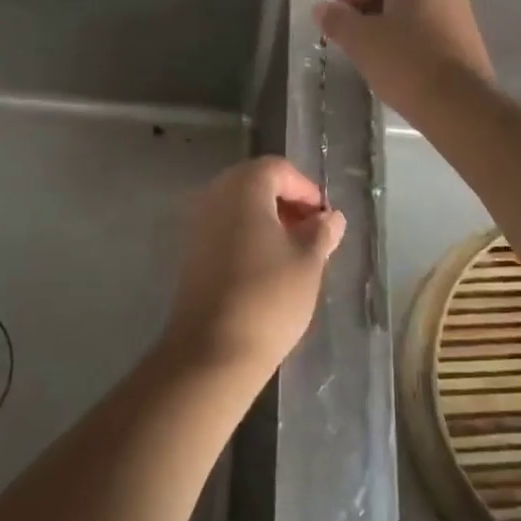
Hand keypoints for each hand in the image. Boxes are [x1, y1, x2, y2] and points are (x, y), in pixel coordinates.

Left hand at [162, 157, 345, 382]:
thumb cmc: (268, 297)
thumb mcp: (308, 262)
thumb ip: (321, 232)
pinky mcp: (190, 252)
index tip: (325, 219)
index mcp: (243, 187)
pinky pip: (224, 229)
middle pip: (255, 184)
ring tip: (295, 253)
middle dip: (287, 203)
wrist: (212, 350)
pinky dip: (248, 236)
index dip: (306, 189)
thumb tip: (331, 217)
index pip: (278, 169)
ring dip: (268, 221)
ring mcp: (197, 224)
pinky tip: (267, 267)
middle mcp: (214, 195)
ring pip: (239, 208)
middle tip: (313, 233)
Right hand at [313, 0, 493, 121]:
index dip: (347, 0)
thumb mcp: (359, 40)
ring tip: (375, 60)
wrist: (459, 106)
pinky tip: (402, 70)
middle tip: (352, 44)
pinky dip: (411, 45)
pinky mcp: (470, 41)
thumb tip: (321, 8)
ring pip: (412, 15)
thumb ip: (336, 20)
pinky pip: (430, 34)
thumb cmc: (404, 63)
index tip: (336, 29)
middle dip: (368, 16)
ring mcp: (461, 13)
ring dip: (389, 32)